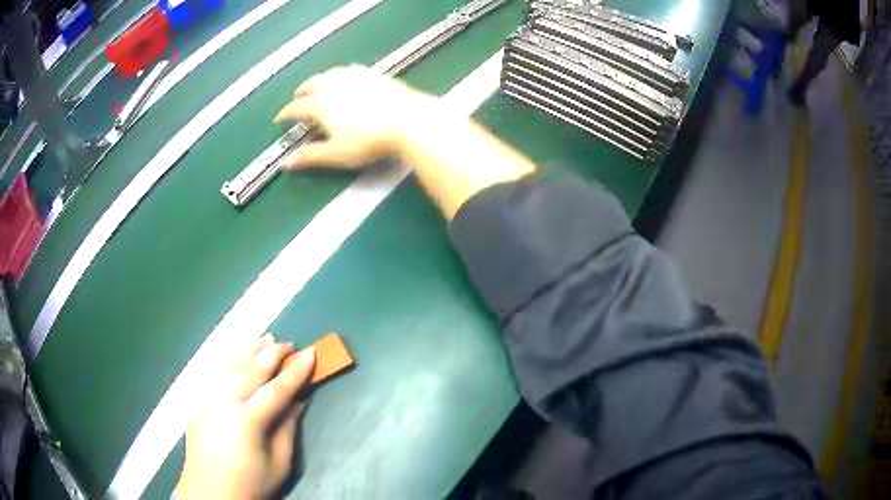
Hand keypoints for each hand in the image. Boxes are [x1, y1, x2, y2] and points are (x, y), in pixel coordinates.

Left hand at [176, 334, 315, 498]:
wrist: (210, 493)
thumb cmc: (250, 483)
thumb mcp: (279, 463)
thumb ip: (288, 428)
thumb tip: (298, 401)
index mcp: (247, 421)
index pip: (276, 389)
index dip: (295, 371)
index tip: (311, 353)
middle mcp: (223, 403)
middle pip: (250, 370)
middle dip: (271, 354)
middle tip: (289, 343)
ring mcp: (205, 399)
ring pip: (229, 365)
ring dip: (248, 351)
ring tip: (264, 339)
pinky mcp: (196, 402)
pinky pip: (212, 373)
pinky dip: (227, 360)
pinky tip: (236, 356)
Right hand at [274, 65, 438, 168]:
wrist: (408, 120)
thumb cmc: (369, 141)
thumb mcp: (337, 154)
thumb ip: (311, 156)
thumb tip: (286, 163)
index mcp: (321, 105)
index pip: (296, 108)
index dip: (285, 114)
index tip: (279, 119)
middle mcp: (334, 85)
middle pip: (311, 84)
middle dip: (301, 91)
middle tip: (297, 97)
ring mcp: (355, 76)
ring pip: (330, 73)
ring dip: (319, 80)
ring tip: (318, 86)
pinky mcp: (373, 74)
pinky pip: (350, 70)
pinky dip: (340, 74)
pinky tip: (346, 77)